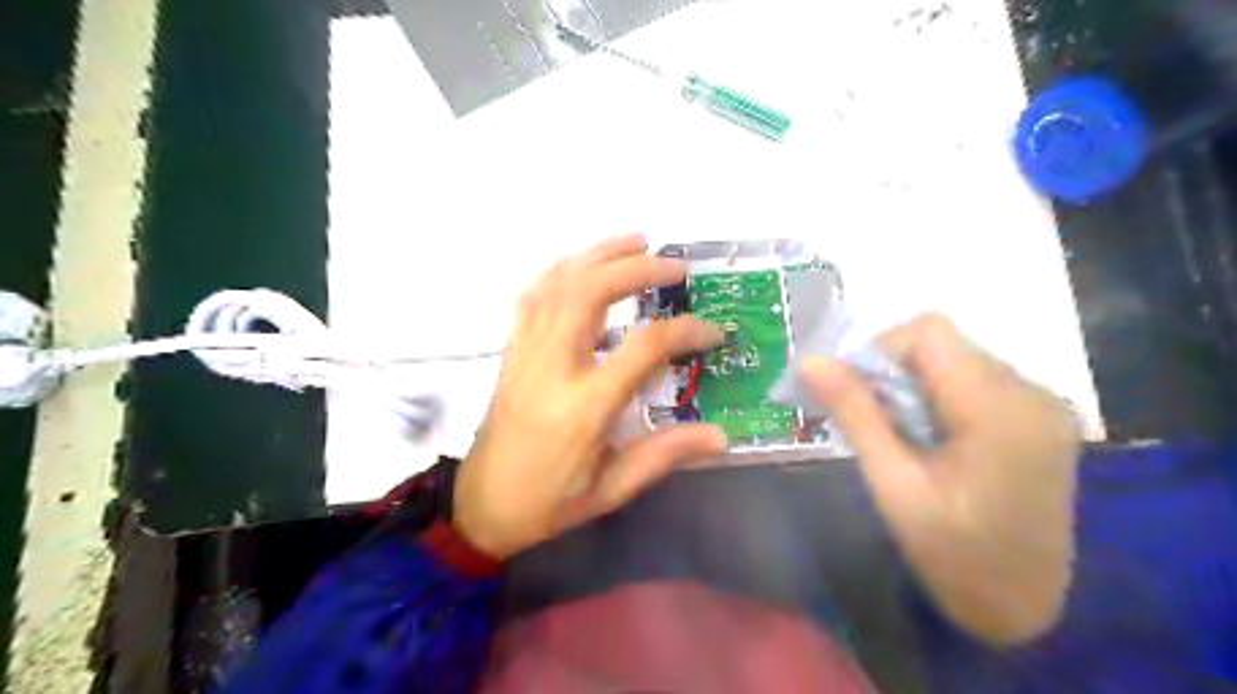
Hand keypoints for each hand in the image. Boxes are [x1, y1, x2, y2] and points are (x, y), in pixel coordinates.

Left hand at [454, 236, 727, 561]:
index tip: (712, 331)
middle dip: (637, 269)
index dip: (685, 330)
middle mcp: (553, 366)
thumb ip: (667, 454)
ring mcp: (527, 352)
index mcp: (585, 404)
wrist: (482, 505)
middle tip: (674, 265)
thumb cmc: (551, 500)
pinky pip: (534, 295)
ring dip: (599, 256)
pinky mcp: (514, 350)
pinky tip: (583, 265)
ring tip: (636, 242)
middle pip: (591, 292)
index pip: (644, 347)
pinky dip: (562, 270)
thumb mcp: (614, 487)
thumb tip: (722, 436)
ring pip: (559, 283)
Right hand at [802, 314, 1085, 644]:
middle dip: (894, 372)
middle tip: (872, 422)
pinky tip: (932, 438)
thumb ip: (855, 414)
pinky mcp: (1041, 416)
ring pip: (957, 359)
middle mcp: (1032, 393)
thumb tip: (808, 361)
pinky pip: (976, 380)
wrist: (1025, 608)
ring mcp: (1043, 404)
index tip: (852, 392)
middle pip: (943, 344)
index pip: (929, 333)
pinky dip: (939, 396)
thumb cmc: (953, 556)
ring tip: (901, 436)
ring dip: (915, 385)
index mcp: (999, 411)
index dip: (879, 350)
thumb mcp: (893, 485)